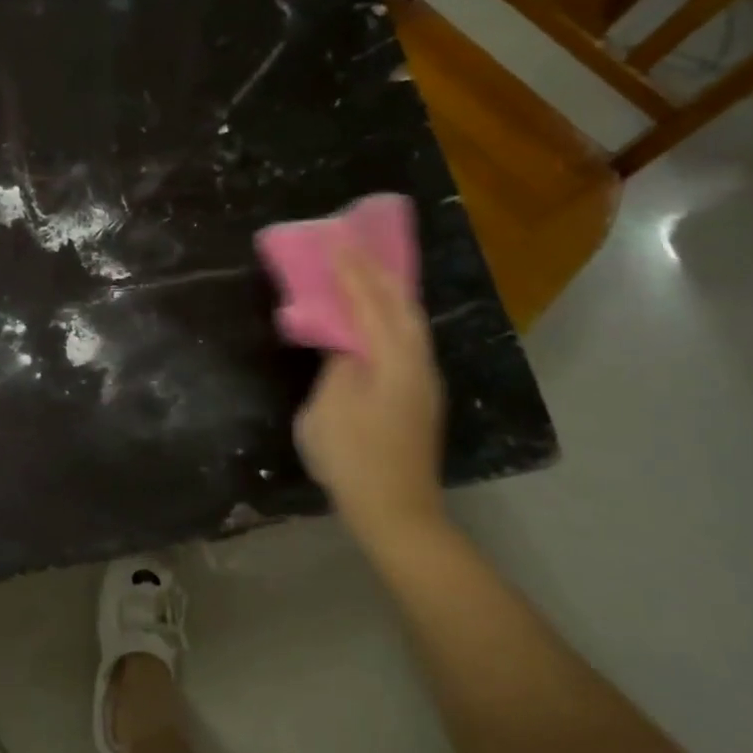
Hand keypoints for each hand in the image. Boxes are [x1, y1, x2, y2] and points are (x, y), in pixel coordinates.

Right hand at [293, 246, 447, 558]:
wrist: (396, 513)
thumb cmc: (354, 460)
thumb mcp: (328, 409)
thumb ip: (339, 366)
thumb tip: (347, 345)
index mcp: (393, 361)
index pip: (370, 303)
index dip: (351, 270)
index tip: (336, 239)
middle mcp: (417, 363)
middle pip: (400, 305)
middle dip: (377, 272)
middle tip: (354, 244)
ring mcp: (423, 382)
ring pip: (409, 323)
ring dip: (387, 293)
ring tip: (367, 271)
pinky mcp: (419, 398)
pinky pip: (406, 340)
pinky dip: (390, 317)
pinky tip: (378, 317)